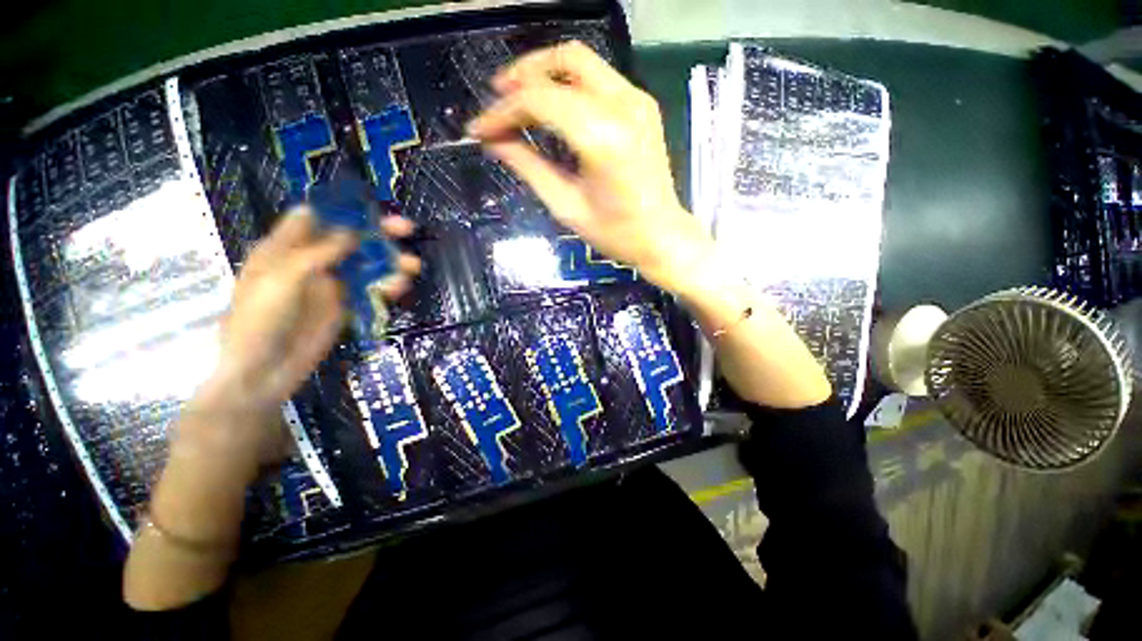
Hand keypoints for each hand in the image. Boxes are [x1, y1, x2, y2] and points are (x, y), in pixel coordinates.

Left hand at [192, 208, 420, 459]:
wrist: (264, 371)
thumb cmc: (260, 319)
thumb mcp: (283, 279)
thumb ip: (318, 252)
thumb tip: (353, 231)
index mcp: (285, 247)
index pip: (315, 217)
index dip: (342, 210)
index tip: (371, 208)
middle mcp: (311, 261)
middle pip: (349, 239)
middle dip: (378, 233)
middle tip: (407, 229)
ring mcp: (331, 285)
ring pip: (366, 265)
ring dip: (390, 262)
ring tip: (413, 266)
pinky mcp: (347, 306)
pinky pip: (371, 290)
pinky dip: (388, 286)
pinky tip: (400, 287)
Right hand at [467, 41, 712, 293]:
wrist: (662, 236)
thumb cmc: (616, 233)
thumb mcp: (566, 206)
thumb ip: (528, 167)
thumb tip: (494, 142)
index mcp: (603, 138)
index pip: (540, 101)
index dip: (502, 112)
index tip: (479, 130)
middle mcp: (623, 106)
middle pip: (562, 63)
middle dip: (522, 77)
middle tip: (497, 101)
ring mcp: (637, 101)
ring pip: (581, 62)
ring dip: (544, 73)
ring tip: (517, 100)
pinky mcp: (642, 105)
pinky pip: (598, 78)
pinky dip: (568, 84)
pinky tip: (552, 106)